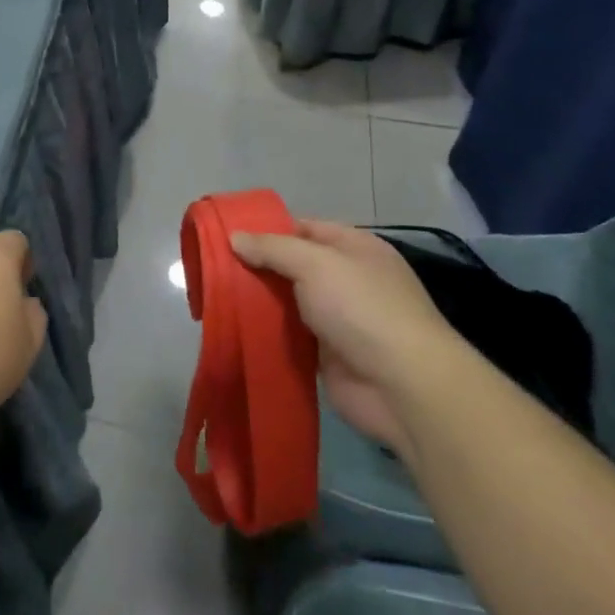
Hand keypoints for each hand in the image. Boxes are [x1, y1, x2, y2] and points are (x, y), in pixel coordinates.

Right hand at [231, 220, 463, 455]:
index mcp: (354, 248)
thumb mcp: (314, 263)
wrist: (402, 386)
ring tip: (214, 296)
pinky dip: (266, 332)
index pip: (302, 228)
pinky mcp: (327, 354)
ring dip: (258, 301)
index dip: (266, 230)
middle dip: (256, 266)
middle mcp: (347, 279)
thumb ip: (272, 248)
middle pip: (292, 265)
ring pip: (287, 301)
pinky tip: (234, 327)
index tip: (227, 235)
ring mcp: (338, 318)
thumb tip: (234, 237)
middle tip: (212, 267)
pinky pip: (289, 335)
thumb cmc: (362, 308)